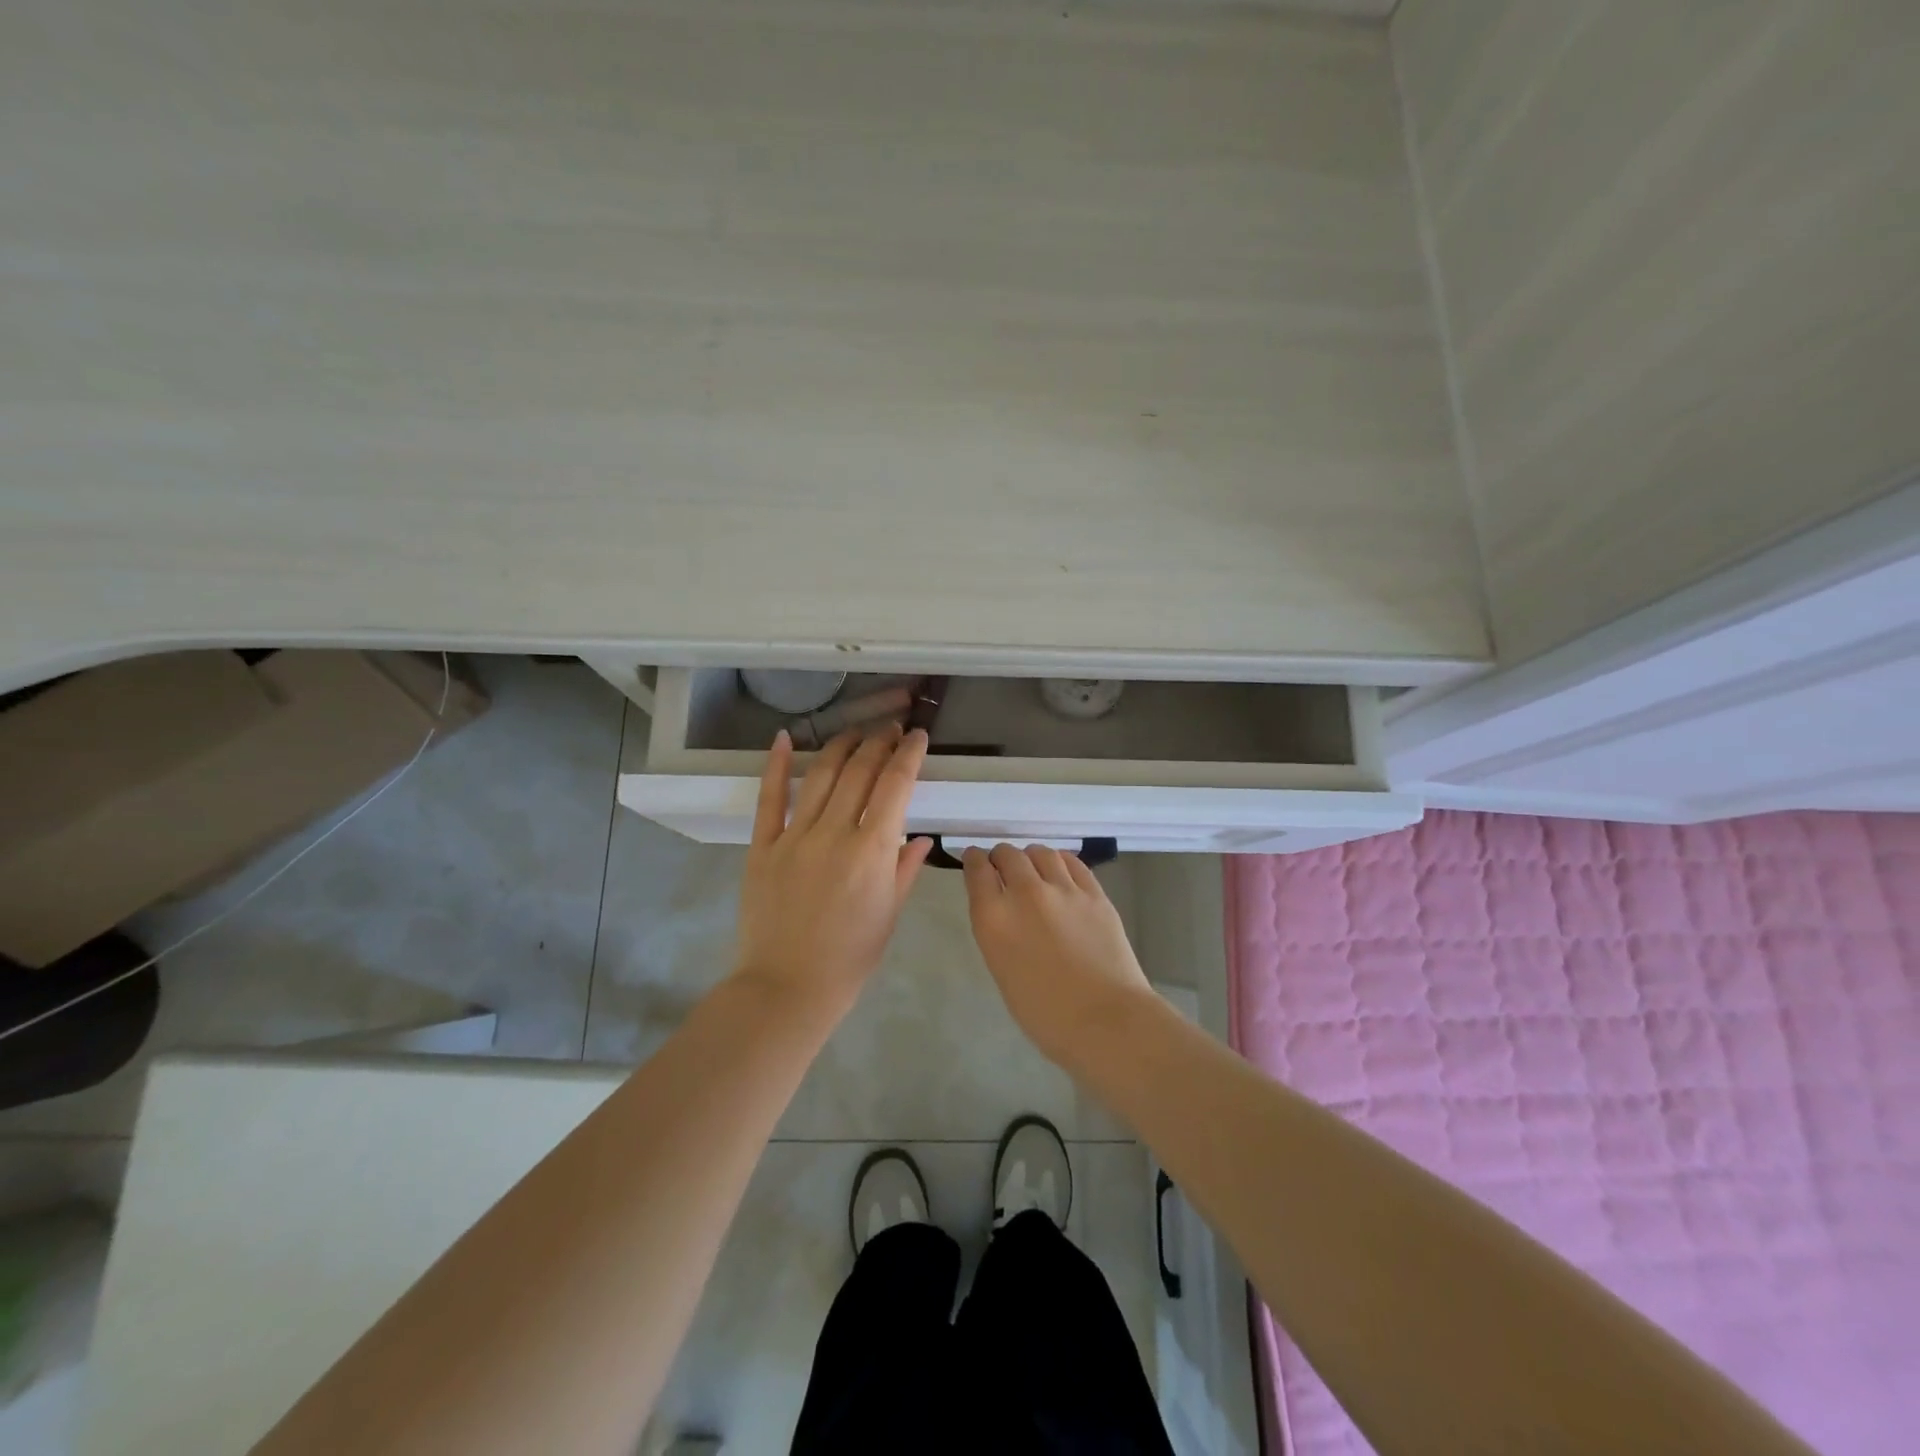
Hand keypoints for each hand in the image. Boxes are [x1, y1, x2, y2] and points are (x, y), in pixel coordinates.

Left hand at [733, 724, 933, 1017]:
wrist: (787, 987)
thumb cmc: (850, 958)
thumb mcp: (890, 914)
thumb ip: (906, 869)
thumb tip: (923, 837)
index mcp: (872, 851)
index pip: (895, 786)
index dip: (909, 755)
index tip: (918, 736)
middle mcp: (834, 833)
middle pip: (860, 771)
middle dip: (879, 742)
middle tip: (891, 728)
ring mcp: (794, 837)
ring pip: (821, 775)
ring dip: (842, 745)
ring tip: (857, 730)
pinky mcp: (763, 846)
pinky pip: (770, 798)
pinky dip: (778, 765)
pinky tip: (785, 737)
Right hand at [961, 843, 1157, 1065]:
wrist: (1105, 1020)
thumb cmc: (1044, 1013)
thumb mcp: (1002, 970)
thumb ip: (998, 931)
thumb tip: (1004, 910)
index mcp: (994, 918)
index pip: (976, 870)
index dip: (973, 860)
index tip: (974, 860)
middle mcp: (1025, 893)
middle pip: (1007, 854)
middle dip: (1001, 857)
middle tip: (1004, 867)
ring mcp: (1063, 889)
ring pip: (1040, 852)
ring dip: (1031, 857)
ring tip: (1034, 868)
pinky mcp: (1094, 893)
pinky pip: (1072, 863)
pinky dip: (1060, 862)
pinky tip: (1060, 870)